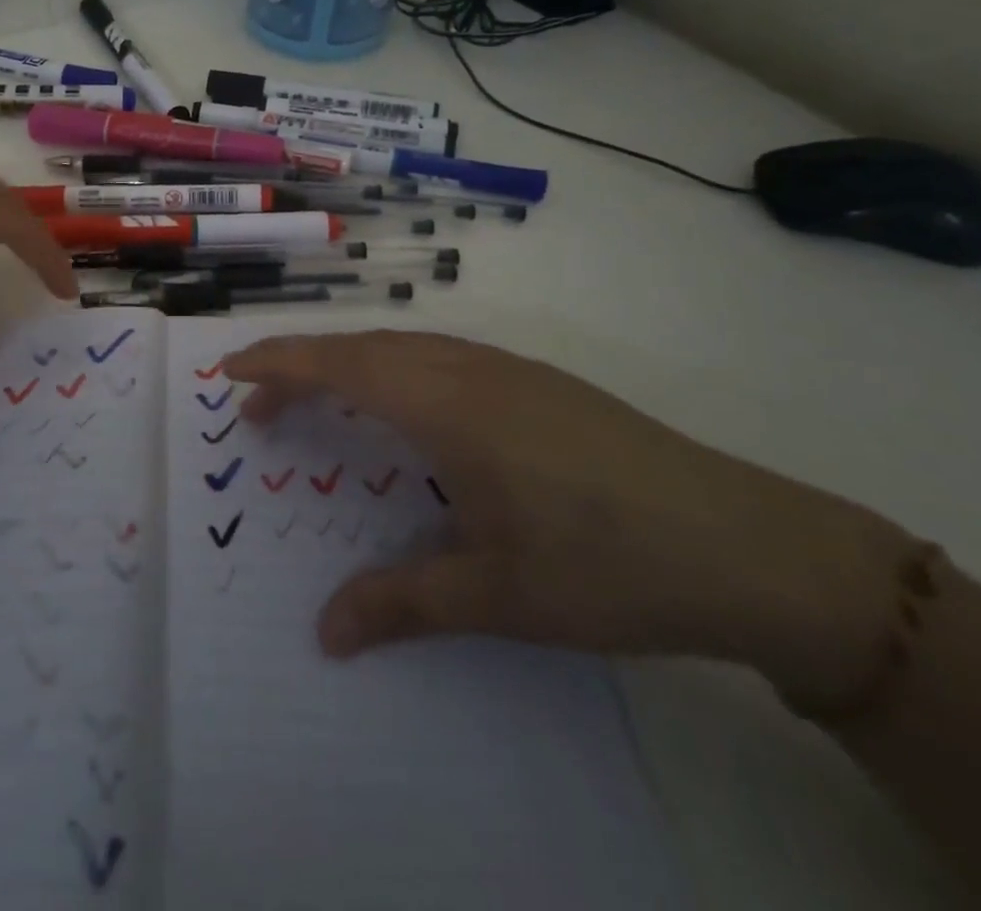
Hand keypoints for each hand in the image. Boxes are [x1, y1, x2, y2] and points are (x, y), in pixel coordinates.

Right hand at [223, 330, 912, 703]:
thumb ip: (402, 603)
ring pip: (403, 346)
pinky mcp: (537, 382)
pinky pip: (439, 356)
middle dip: (301, 368)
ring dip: (349, 365)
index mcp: (448, 406)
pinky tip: (406, 409)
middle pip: (363, 348)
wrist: (751, 546)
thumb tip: (323, 634)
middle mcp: (469, 370)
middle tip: (261, 410)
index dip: (277, 363)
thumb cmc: (608, 564)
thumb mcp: (497, 594)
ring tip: (320, 404)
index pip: (340, 365)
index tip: (229, 371)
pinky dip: (394, 368)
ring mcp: (508, 369)